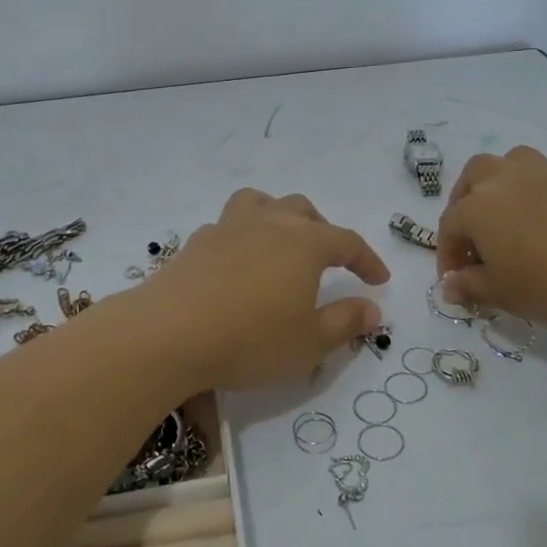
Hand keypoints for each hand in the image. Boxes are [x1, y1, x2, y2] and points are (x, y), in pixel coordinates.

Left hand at [147, 189, 390, 390]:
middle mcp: (268, 224)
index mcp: (304, 243)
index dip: (367, 260)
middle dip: (323, 231)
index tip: (379, 280)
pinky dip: (242, 236)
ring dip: (278, 216)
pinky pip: (227, 226)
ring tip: (280, 241)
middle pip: (303, 211)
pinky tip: (236, 263)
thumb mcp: (309, 342)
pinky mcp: (195, 243)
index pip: (348, 242)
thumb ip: (345, 322)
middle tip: (330, 260)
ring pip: (260, 203)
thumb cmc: (251, 340)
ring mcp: (227, 228)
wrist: (168, 334)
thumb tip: (372, 308)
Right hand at [436, 146, 546, 329]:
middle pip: (475, 175)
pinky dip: (542, 192)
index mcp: (478, 207)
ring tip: (510, 216)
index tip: (454, 281)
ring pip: (513, 162)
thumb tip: (450, 285)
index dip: (447, 254)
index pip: (449, 226)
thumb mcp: (503, 295)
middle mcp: (507, 180)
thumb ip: (471, 287)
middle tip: (474, 235)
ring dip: (503, 183)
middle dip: (466, 201)